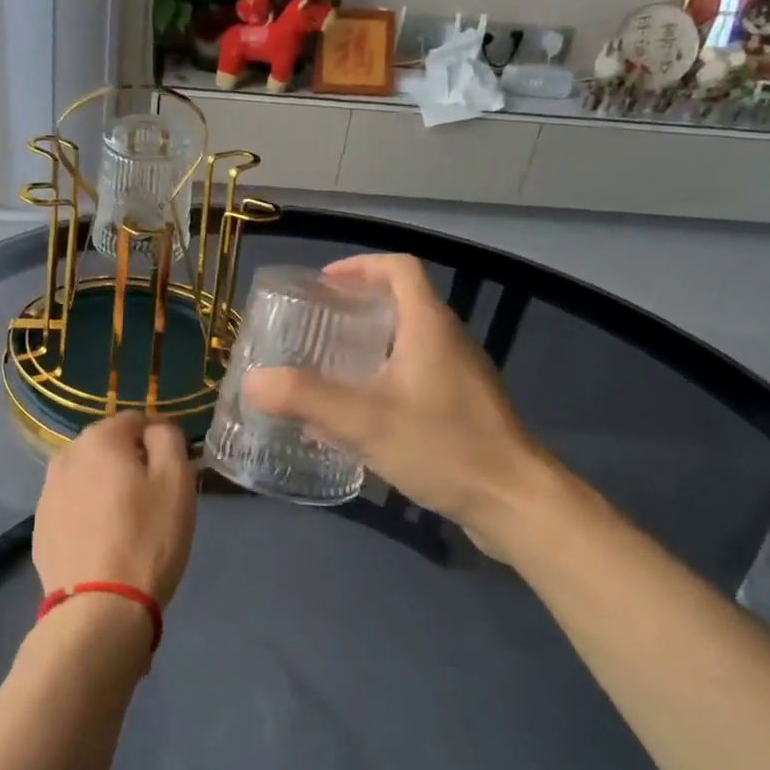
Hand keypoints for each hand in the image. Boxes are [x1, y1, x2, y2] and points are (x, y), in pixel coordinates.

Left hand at [33, 412, 196, 605]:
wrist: (99, 607)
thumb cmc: (147, 538)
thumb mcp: (176, 482)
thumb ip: (168, 439)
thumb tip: (156, 429)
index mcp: (100, 439)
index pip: (136, 420)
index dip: (160, 436)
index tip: (177, 463)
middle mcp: (66, 456)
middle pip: (108, 446)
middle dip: (132, 460)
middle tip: (155, 495)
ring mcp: (47, 492)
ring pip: (88, 475)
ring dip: (107, 485)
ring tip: (129, 519)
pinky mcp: (40, 525)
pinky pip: (73, 504)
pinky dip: (89, 511)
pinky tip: (104, 539)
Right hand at [243, 254, 559, 559]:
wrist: (515, 502)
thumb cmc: (443, 446)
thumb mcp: (364, 420)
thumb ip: (306, 398)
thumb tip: (253, 381)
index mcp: (428, 326)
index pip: (399, 268)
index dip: (360, 266)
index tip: (324, 284)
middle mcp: (448, 341)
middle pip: (401, 304)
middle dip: (355, 309)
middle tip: (314, 328)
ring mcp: (459, 376)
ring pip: (407, 344)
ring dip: (368, 348)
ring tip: (327, 370)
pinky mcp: (463, 409)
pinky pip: (415, 378)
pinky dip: (382, 382)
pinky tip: (357, 420)